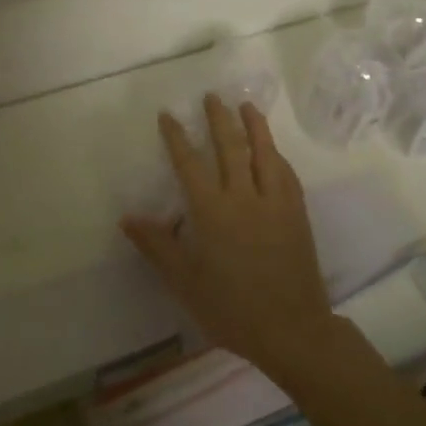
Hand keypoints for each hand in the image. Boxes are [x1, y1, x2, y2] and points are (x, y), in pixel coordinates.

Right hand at [120, 94, 337, 378]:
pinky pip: (286, 174)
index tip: (168, 114)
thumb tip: (128, 217)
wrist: (292, 330)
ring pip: (264, 153)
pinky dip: (276, 155)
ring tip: (246, 106)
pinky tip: (273, 150)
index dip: (177, 137)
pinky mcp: (297, 214)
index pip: (190, 164)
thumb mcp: (185, 282)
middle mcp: (244, 198)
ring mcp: (275, 203)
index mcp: (213, 212)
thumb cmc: (232, 308)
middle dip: (219, 119)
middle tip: (212, 96)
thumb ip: (158, 246)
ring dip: (254, 126)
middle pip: (231, 147)